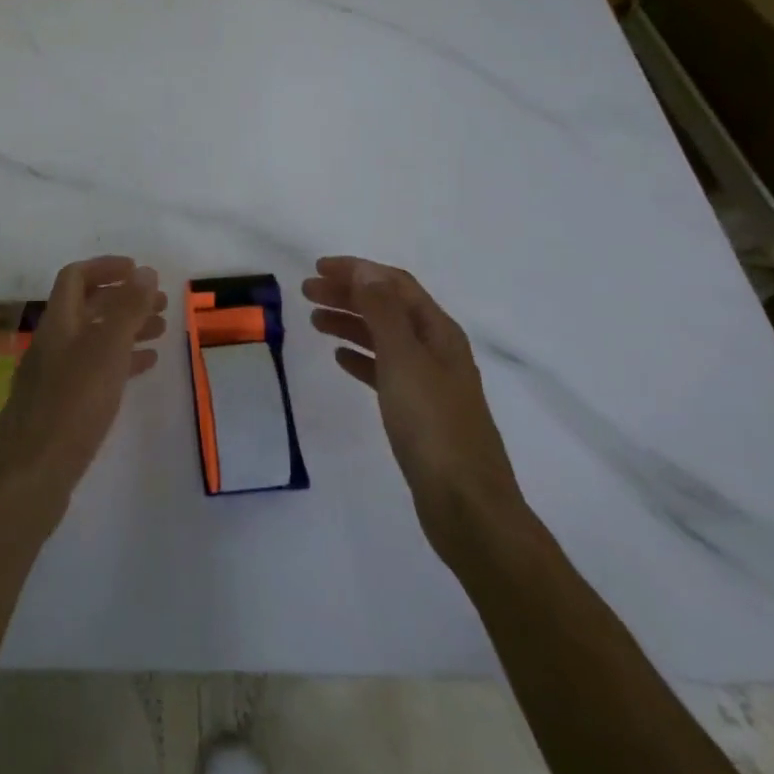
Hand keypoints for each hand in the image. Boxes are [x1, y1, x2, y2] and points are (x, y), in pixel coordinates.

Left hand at [0, 256, 166, 534]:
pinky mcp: (61, 407)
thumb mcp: (106, 351)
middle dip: (124, 299)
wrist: (30, 478)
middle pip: (87, 307)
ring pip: (94, 339)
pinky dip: (120, 361)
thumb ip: (126, 309)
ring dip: (126, 329)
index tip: (140, 271)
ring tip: (162, 331)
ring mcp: (54, 376)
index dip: (106, 267)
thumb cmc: (71, 406)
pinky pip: (95, 370)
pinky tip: (144, 368)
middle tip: (162, 303)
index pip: (75, 277)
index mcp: (58, 323)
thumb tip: (145, 271)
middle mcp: (52, 343)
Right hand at [303, 256, 526, 557]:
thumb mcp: (404, 360)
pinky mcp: (419, 411)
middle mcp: (437, 349)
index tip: (318, 268)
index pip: (394, 284)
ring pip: (383, 337)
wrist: (467, 505)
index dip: (357, 271)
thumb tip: (365, 271)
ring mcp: (430, 381)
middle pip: (388, 307)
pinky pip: (385, 370)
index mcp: (438, 331)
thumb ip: (383, 312)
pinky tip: (340, 359)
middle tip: (307, 292)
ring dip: (351, 322)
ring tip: (315, 321)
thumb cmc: (432, 425)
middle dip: (348, 294)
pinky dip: (361, 357)